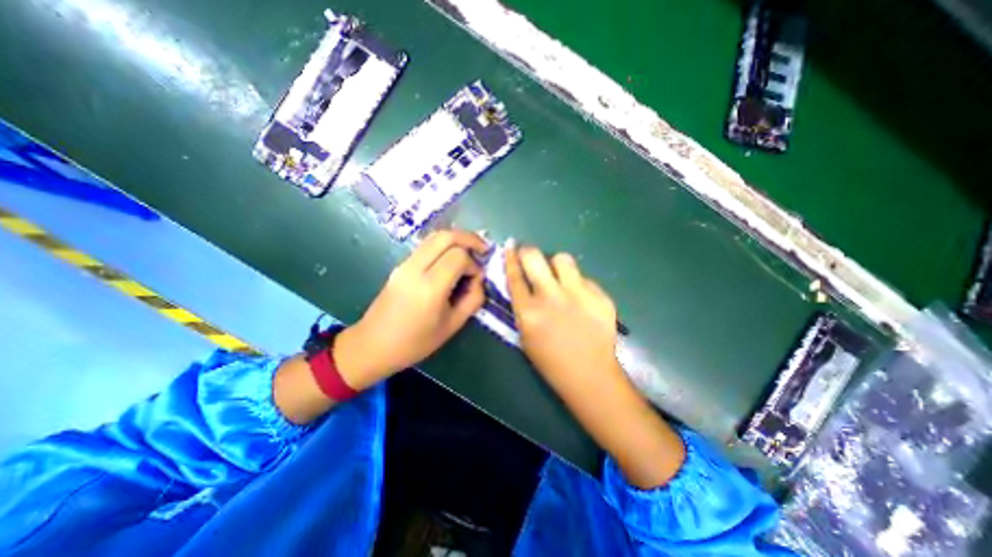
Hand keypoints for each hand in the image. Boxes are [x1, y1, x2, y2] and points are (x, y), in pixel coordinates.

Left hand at [332, 229, 486, 388]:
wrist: (373, 345)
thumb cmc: (415, 342)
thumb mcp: (452, 326)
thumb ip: (473, 300)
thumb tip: (478, 279)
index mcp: (430, 288)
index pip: (458, 256)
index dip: (474, 264)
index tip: (476, 279)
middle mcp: (415, 269)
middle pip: (446, 236)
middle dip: (469, 238)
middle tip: (483, 249)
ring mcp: (405, 264)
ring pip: (434, 236)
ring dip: (456, 239)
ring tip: (471, 251)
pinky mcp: (400, 265)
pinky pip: (426, 246)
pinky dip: (444, 245)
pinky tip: (452, 258)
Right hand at [507, 245, 621, 388]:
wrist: (591, 375)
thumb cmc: (551, 361)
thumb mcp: (526, 336)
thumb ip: (523, 307)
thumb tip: (523, 283)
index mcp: (529, 312)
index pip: (514, 275)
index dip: (510, 258)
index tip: (510, 247)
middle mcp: (551, 297)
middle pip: (534, 257)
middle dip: (528, 252)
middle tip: (530, 256)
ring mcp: (578, 295)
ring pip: (562, 259)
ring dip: (556, 265)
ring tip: (560, 277)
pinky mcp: (600, 296)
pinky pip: (584, 278)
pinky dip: (578, 284)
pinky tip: (581, 299)